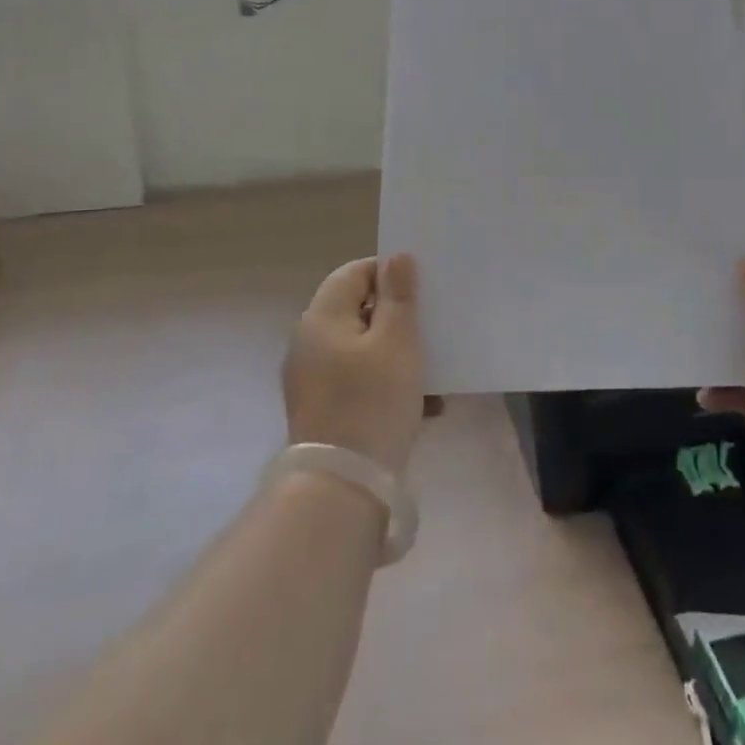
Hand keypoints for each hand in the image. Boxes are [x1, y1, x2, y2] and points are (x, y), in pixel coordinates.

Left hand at [283, 254, 425, 477]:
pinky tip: (424, 406)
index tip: (422, 292)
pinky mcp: (324, 410)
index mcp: (322, 318)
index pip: (354, 272)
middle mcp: (310, 343)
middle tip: (432, 330)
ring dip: (399, 356)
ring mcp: (313, 379)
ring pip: (364, 350)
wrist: (342, 487)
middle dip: (399, 320)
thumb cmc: (372, 402)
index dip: (389, 274)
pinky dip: (389, 385)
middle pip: (359, 311)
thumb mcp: (397, 342)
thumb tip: (397, 257)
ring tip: (434, 374)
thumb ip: (399, 296)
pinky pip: (360, 382)